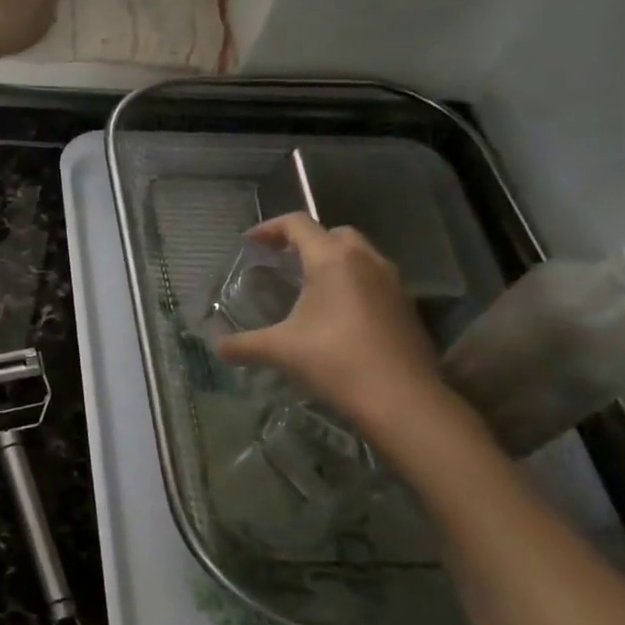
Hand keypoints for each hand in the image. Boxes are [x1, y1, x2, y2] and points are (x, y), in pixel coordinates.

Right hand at [215, 213, 463, 451]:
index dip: (270, 228)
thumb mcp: (279, 350)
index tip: (250, 243)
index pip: (298, 224)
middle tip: (284, 262)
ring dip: (334, 262)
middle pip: (334, 234)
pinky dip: (354, 285)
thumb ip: (244, 345)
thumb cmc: (335, 361)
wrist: (402, 400)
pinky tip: (339, 316)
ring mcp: (393, 284)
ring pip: (361, 256)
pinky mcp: (407, 308)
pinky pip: (376, 282)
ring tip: (311, 288)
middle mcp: (366, 261)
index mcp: (332, 260)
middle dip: (307, 242)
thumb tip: (217, 347)